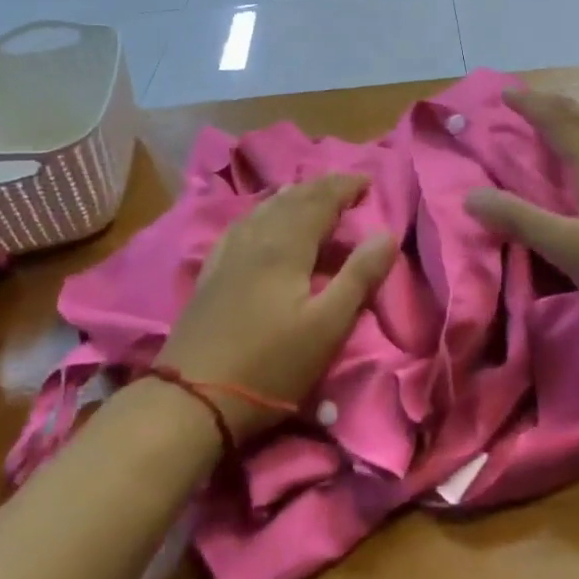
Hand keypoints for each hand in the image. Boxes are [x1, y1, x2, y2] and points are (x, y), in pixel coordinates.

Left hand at [154, 174, 396, 441]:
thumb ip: (359, 277)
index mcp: (286, 247)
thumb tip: (386, 234)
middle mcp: (255, 239)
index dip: (344, 187)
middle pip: (291, 201)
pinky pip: (242, 225)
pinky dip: (262, 212)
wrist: (192, 398)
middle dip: (321, 187)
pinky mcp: (211, 273)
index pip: (319, 201)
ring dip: (292, 196)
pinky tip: (259, 220)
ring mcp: (228, 255)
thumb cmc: (270, 366)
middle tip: (346, 184)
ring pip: (263, 209)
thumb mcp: (327, 327)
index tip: (368, 180)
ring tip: (309, 194)